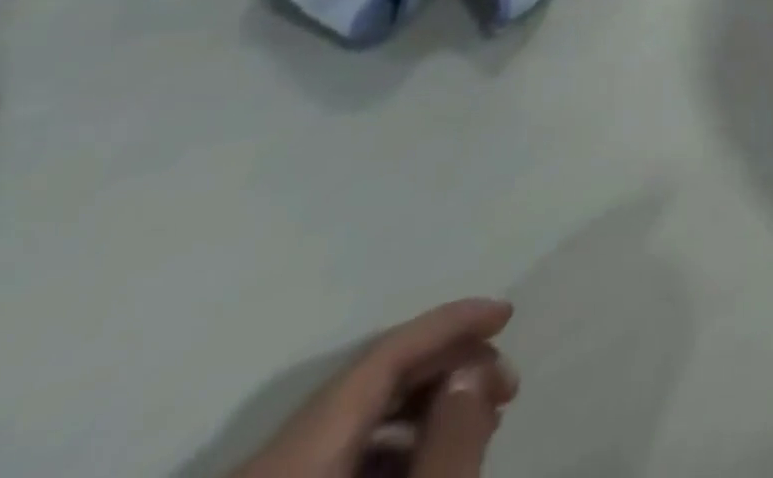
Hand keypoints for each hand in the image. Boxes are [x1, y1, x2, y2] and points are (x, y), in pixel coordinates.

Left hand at [228, 299, 517, 477]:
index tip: (507, 310)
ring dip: (423, 408)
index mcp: (294, 446)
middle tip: (502, 381)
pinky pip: (334, 454)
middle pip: (370, 382)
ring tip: (476, 421)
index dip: (450, 320)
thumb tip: (476, 365)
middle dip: (446, 367)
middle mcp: (267, 454)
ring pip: (354, 420)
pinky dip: (390, 445)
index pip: (383, 352)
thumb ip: (448, 438)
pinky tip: (427, 457)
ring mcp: (264, 475)